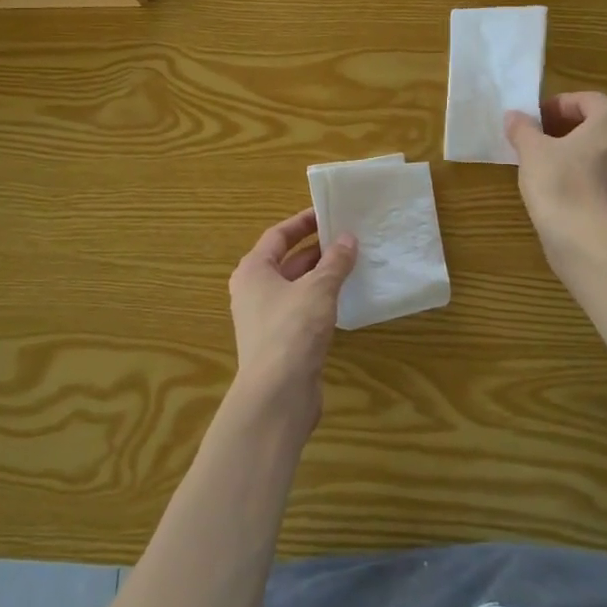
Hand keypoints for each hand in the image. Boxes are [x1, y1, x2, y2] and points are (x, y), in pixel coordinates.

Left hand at [226, 208, 357, 435]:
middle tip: (348, 237)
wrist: (277, 394)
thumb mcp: (318, 289)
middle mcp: (254, 291)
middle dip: (316, 249)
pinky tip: (345, 298)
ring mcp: (266, 318)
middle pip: (286, 261)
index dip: (302, 223)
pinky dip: (322, 300)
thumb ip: (334, 262)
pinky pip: (302, 309)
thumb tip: (347, 238)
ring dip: (322, 275)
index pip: (278, 235)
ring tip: (353, 263)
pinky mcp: (281, 341)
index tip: (328, 213)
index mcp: (254, 271)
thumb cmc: (291, 330)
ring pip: (296, 287)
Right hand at [505, 93, 606, 258]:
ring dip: (583, 157)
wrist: (593, 245)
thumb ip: (523, 129)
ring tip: (553, 171)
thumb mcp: (532, 152)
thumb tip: (515, 116)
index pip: (585, 100)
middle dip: (570, 131)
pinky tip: (570, 197)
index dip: (556, 106)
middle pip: (600, 127)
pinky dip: (593, 182)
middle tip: (540, 143)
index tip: (534, 121)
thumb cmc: (562, 186)